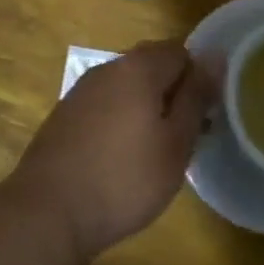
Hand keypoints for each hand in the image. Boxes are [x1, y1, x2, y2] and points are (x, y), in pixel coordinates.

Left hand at [8, 41, 214, 264]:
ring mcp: (81, 91)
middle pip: (152, 65)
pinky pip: (105, 105)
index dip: (198, 79)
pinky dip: (121, 120)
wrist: (47, 213)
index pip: (181, 51)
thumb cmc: (124, 180)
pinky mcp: (64, 115)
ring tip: (156, 151)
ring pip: (127, 86)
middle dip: (173, 93)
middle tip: (185, 136)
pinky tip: (121, 157)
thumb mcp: (175, 143)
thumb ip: (196, 97)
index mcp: (138, 67)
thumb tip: (215, 57)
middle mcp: (108, 68)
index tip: (204, 116)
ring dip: (147, 107)